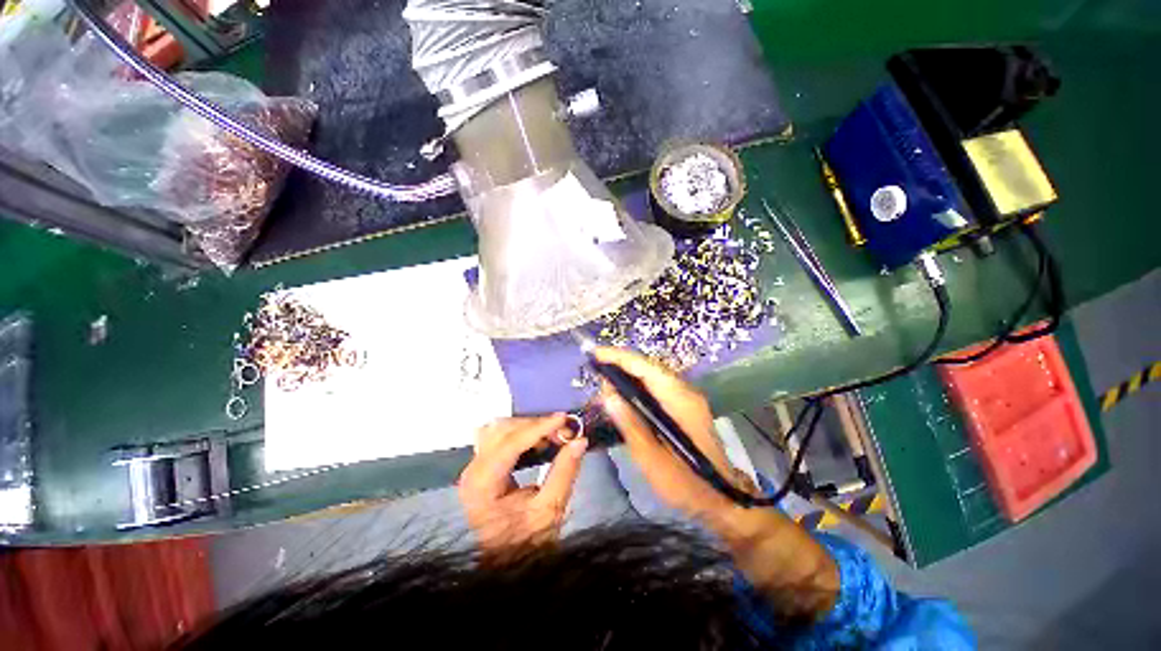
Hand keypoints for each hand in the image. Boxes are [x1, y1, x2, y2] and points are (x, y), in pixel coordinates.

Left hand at [458, 414, 587, 554]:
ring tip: (553, 435)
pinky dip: (522, 433)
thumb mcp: (549, 511)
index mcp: (483, 484)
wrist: (504, 567)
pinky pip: (500, 437)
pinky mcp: (483, 467)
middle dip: (535, 425)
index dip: (539, 427)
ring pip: (500, 429)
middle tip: (564, 431)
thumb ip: (564, 472)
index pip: (510, 443)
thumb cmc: (525, 545)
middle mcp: (473, 470)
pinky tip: (540, 441)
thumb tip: (579, 440)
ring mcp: (476, 467)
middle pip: (503, 429)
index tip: (564, 419)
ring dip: (528, 427)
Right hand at [596, 347, 838, 618]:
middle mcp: (685, 391)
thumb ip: (629, 425)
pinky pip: (656, 385)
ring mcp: (687, 397)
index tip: (595, 353)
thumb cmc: (686, 483)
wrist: (722, 498)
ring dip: (628, 372)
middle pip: (649, 367)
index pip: (646, 368)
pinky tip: (623, 392)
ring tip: (604, 378)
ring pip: (652, 374)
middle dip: (621, 363)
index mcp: (679, 401)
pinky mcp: (684, 405)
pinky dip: (637, 383)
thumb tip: (607, 396)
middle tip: (596, 369)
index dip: (619, 357)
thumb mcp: (652, 460)